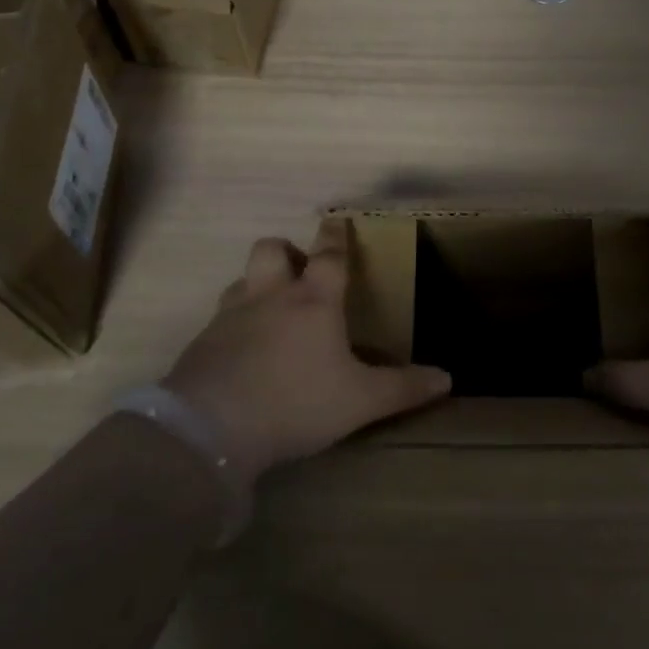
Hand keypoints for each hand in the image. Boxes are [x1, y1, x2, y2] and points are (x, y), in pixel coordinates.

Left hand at [161, 218, 451, 481]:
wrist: (213, 427)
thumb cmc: (297, 402)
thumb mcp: (360, 401)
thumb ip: (402, 388)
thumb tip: (447, 378)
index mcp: (313, 302)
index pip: (328, 256)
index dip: (335, 236)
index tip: (337, 221)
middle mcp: (269, 297)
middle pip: (271, 250)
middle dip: (285, 251)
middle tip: (297, 271)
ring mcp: (230, 316)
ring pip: (241, 280)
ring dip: (256, 284)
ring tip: (269, 309)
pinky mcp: (202, 342)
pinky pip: (219, 319)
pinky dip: (233, 324)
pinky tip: (241, 351)